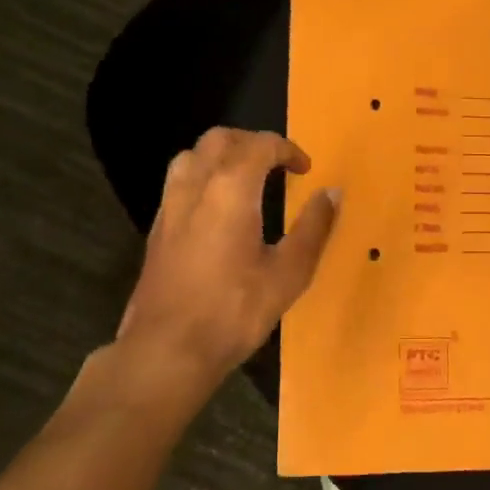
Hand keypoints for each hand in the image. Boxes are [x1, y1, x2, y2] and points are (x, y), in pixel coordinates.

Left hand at [112, 127, 339, 407]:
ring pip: (192, 155)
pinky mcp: (157, 227)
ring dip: (221, 154)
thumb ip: (313, 228)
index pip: (260, 145)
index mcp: (231, 188)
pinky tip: (217, 208)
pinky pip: (179, 181)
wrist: (166, 350)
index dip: (287, 150)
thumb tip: (332, 193)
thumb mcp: (288, 274)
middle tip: (276, 165)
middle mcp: (196, 185)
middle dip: (252, 142)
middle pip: (220, 139)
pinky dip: (202, 176)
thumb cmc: (234, 311)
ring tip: (244, 178)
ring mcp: (170, 205)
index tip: (305, 169)